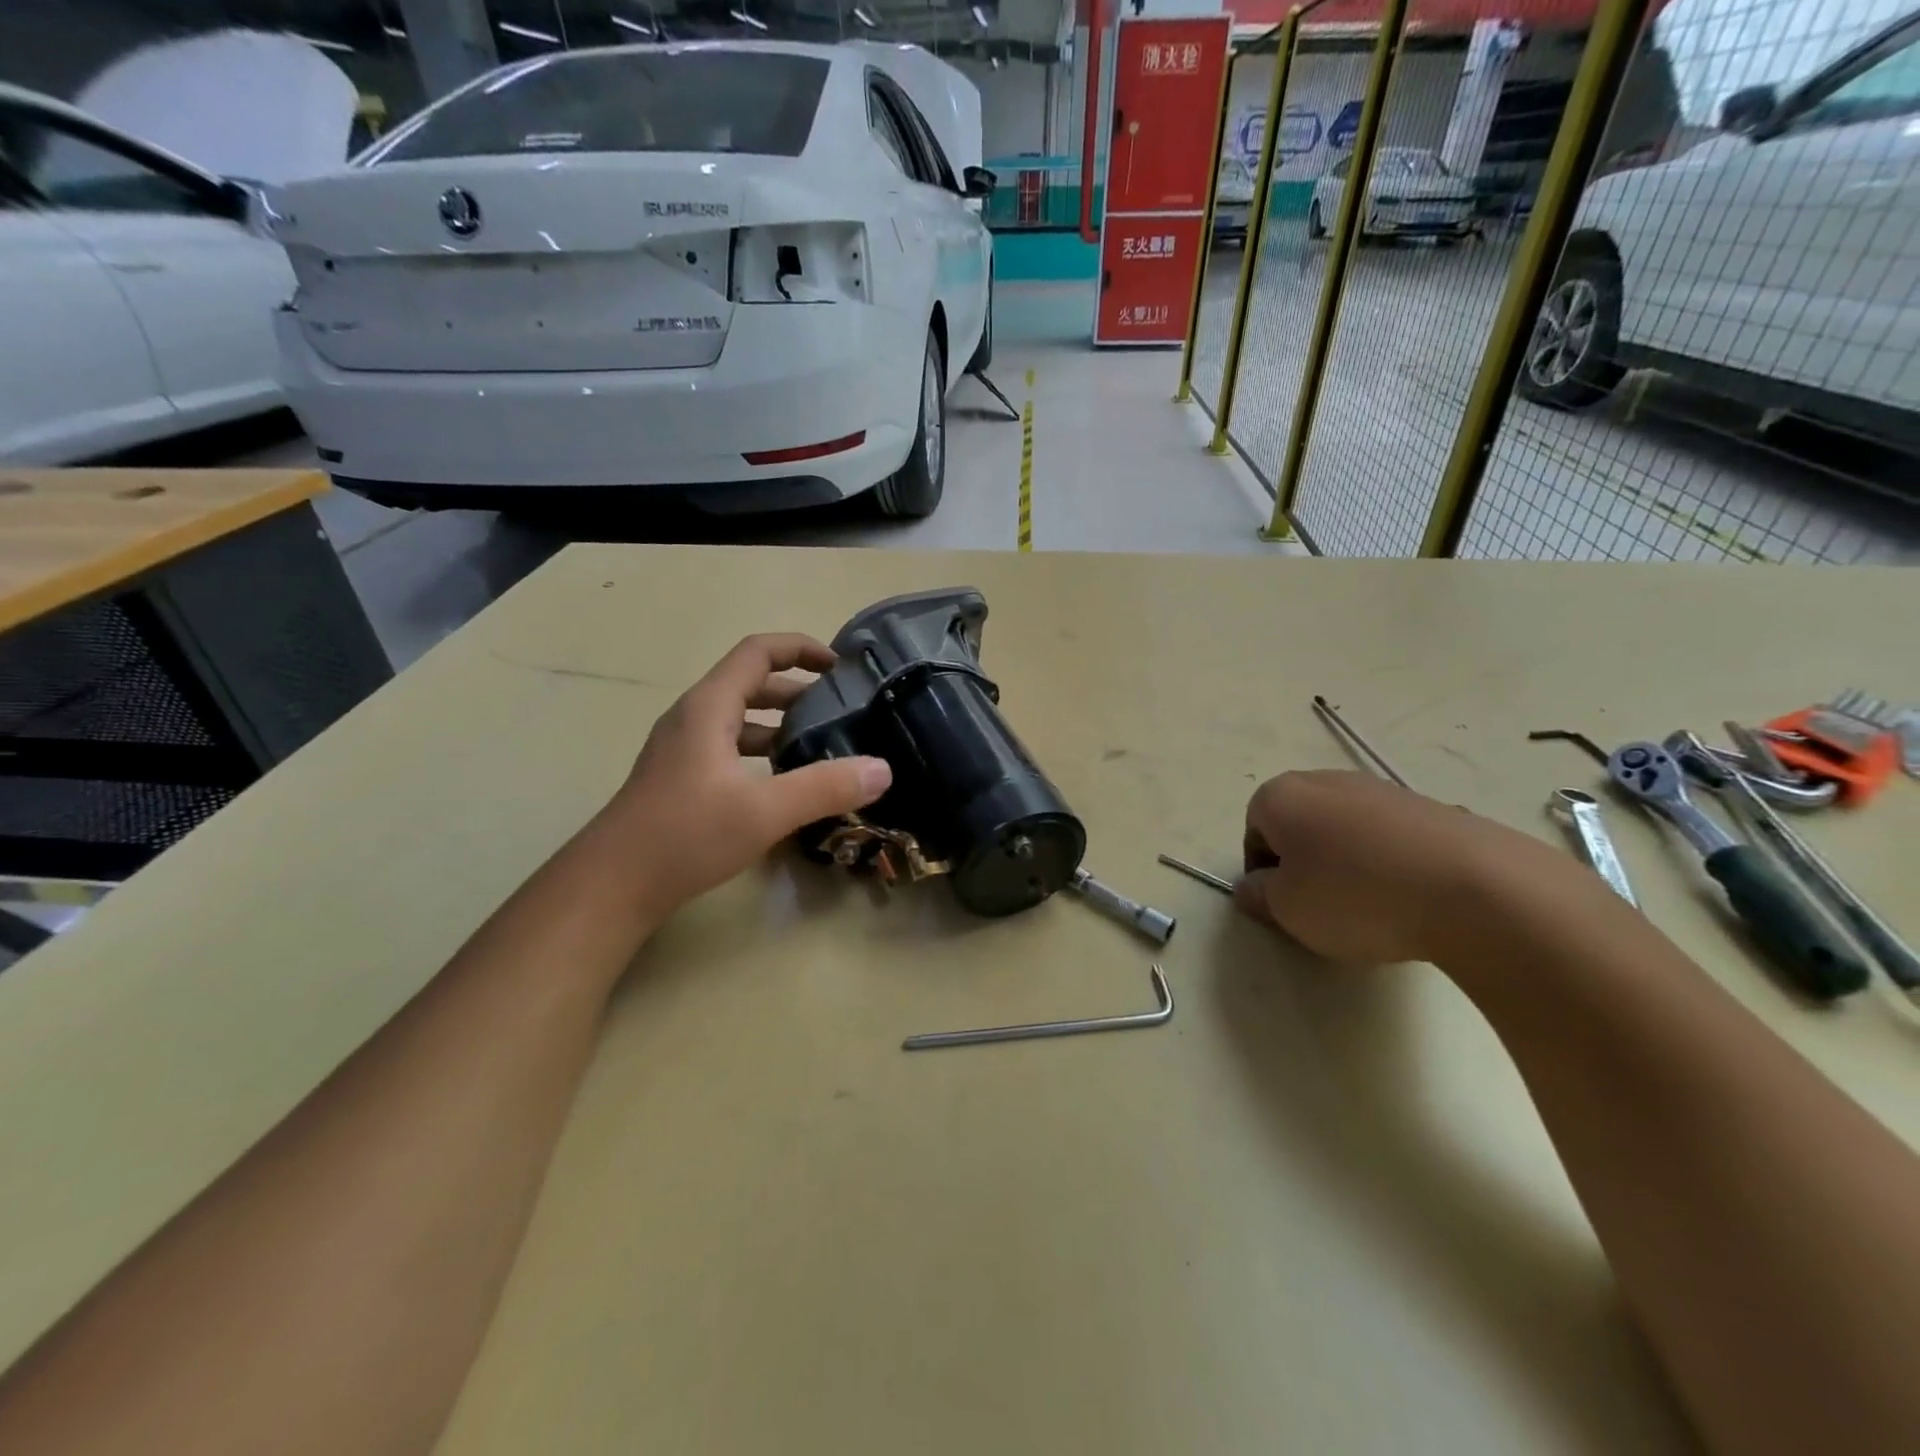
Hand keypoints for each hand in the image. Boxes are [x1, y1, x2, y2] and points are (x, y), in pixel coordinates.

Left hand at [604, 634, 891, 927]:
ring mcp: (683, 748)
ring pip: (739, 719)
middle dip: (797, 690)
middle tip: (840, 710)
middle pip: (750, 683)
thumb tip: (882, 769)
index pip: (758, 652)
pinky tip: (783, 782)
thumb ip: (825, 787)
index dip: (800, 648)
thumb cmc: (685, 835)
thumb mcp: (765, 811)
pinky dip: (760, 751)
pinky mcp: (680, 778)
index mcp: (710, 707)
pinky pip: (728, 747)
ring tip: (820, 744)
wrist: (612, 884)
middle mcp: (694, 718)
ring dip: (779, 723)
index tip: (839, 667)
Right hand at [1235, 770, 1561, 964]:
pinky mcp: (1433, 808)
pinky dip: (1392, 863)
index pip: (1255, 830)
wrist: (1475, 889)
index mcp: (1282, 796)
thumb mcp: (1288, 910)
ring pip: (1348, 829)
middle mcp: (1327, 780)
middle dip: (1305, 862)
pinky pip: (1393, 838)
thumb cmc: (1355, 896)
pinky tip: (1411, 898)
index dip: (1263, 870)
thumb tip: (1252, 887)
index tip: (1284, 904)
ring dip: (1349, 863)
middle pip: (1301, 823)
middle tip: (1322, 906)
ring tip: (1373, 907)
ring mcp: (1384, 790)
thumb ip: (1259, 896)